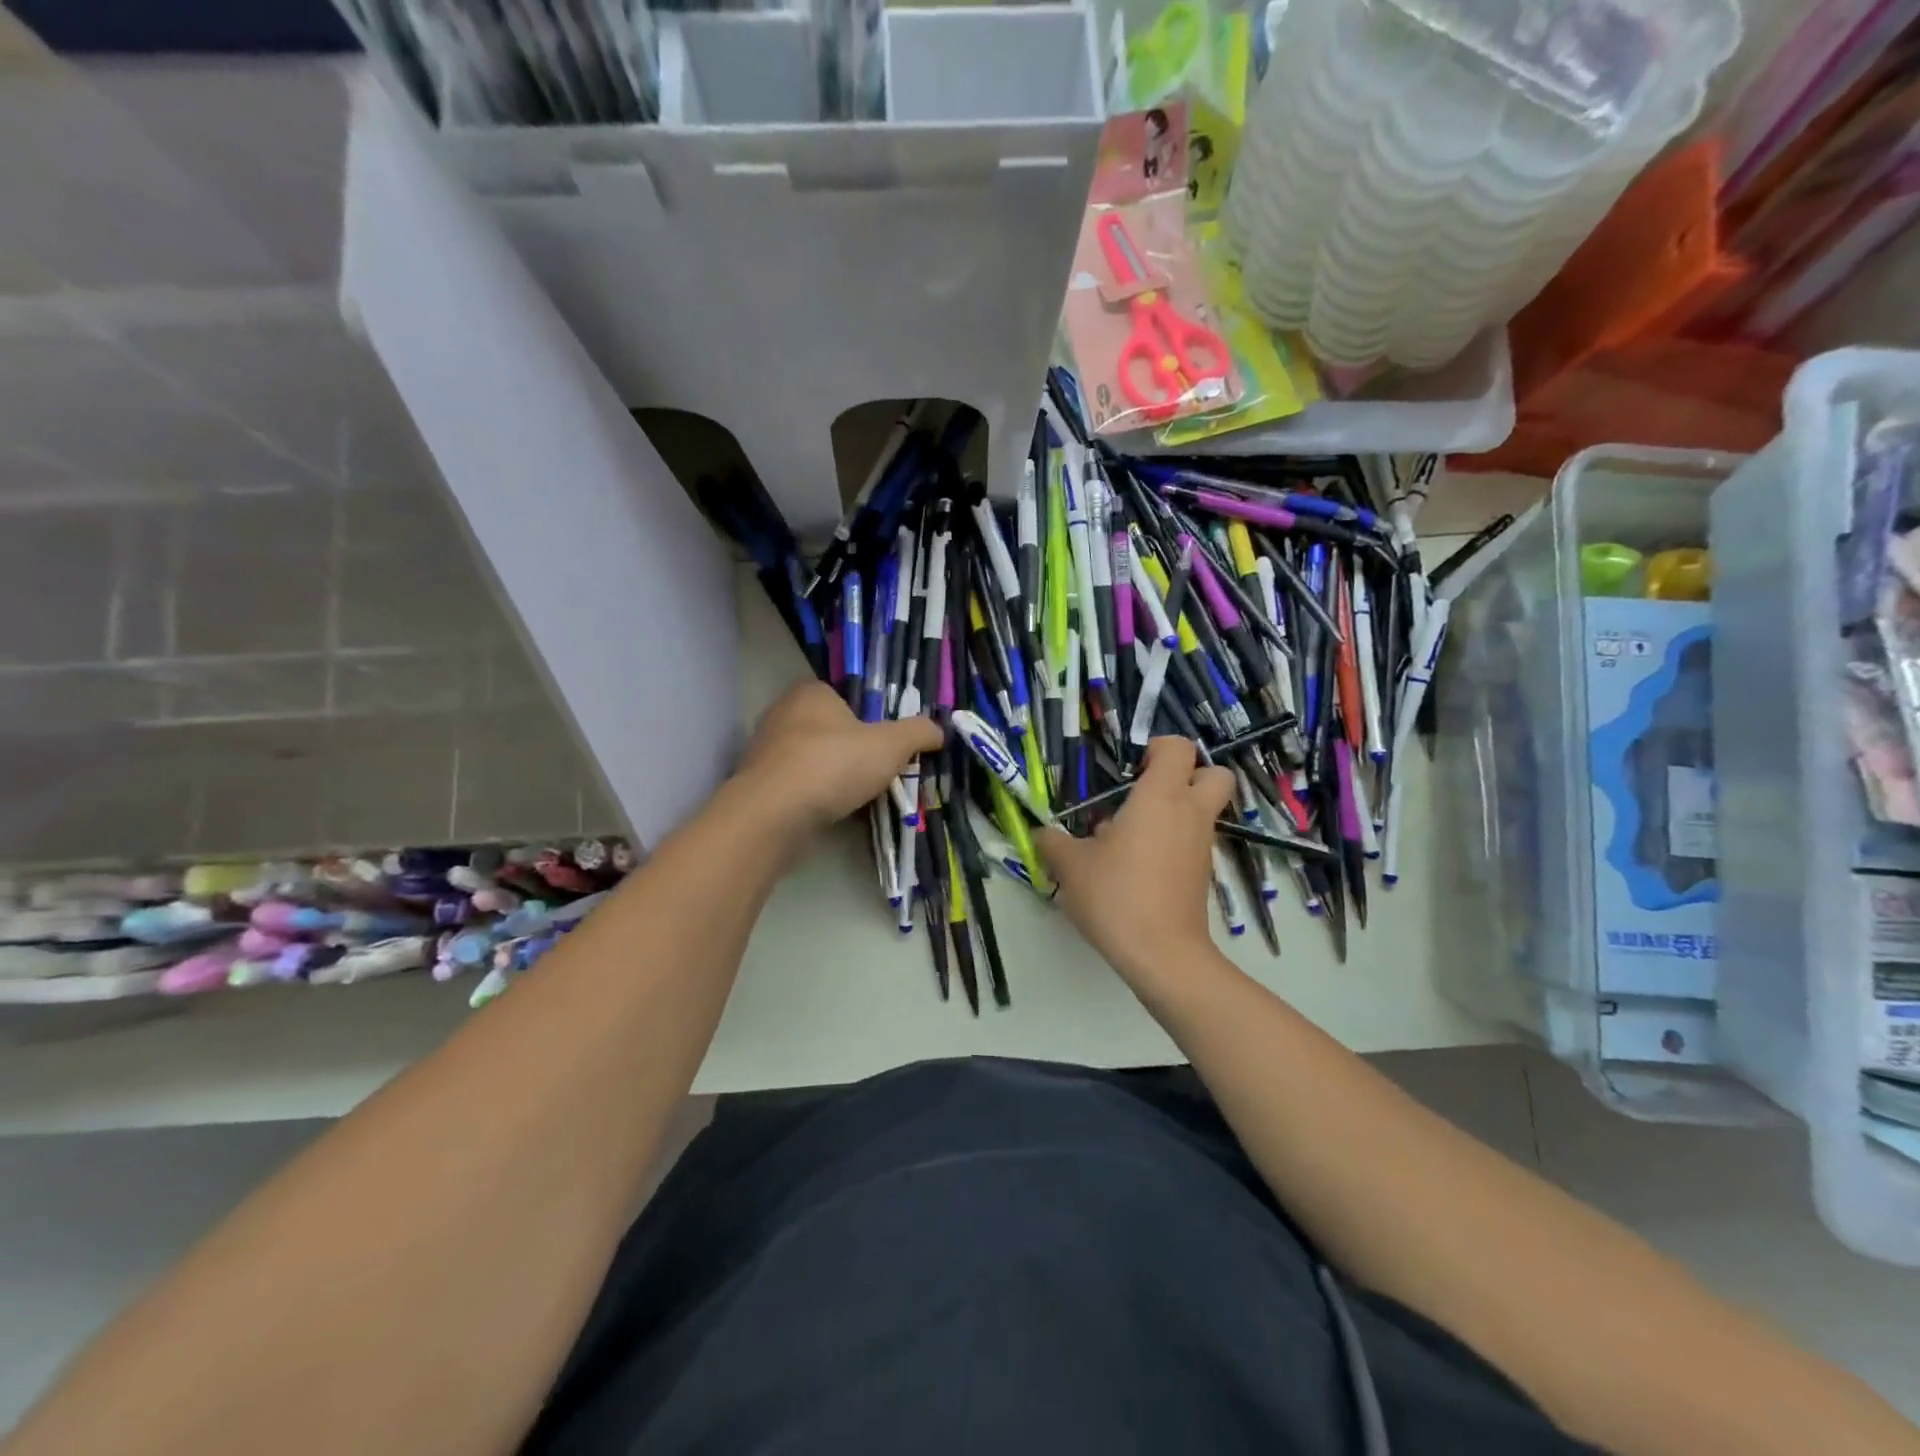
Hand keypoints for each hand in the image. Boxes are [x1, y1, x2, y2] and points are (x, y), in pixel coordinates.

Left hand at [736, 681, 942, 831]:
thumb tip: (939, 731)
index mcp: (811, 692)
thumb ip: (918, 733)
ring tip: (859, 798)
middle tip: (877, 773)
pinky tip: (832, 813)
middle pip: (830, 730)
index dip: (869, 719)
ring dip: (834, 777)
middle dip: (852, 751)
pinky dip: (815, 797)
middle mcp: (783, 714)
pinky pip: (798, 786)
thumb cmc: (833, 764)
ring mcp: (766, 751)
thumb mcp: (891, 745)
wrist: (774, 815)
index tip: (886, 745)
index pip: (845, 697)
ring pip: (813, 760)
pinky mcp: (758, 785)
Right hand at [1039, 737, 1234, 986]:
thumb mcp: (1071, 866)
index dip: (1156, 747)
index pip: (1178, 747)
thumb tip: (1044, 833)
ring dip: (1174, 810)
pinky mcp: (1202, 872)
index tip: (1129, 767)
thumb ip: (1053, 842)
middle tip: (1146, 790)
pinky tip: (1137, 864)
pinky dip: (1172, 841)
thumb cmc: (1117, 896)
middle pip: (1213, 773)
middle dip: (1187, 774)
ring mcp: (1201, 844)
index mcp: (1161, 797)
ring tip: (1129, 833)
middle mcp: (1190, 813)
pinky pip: (1193, 840)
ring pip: (1203, 809)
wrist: (1162, 955)